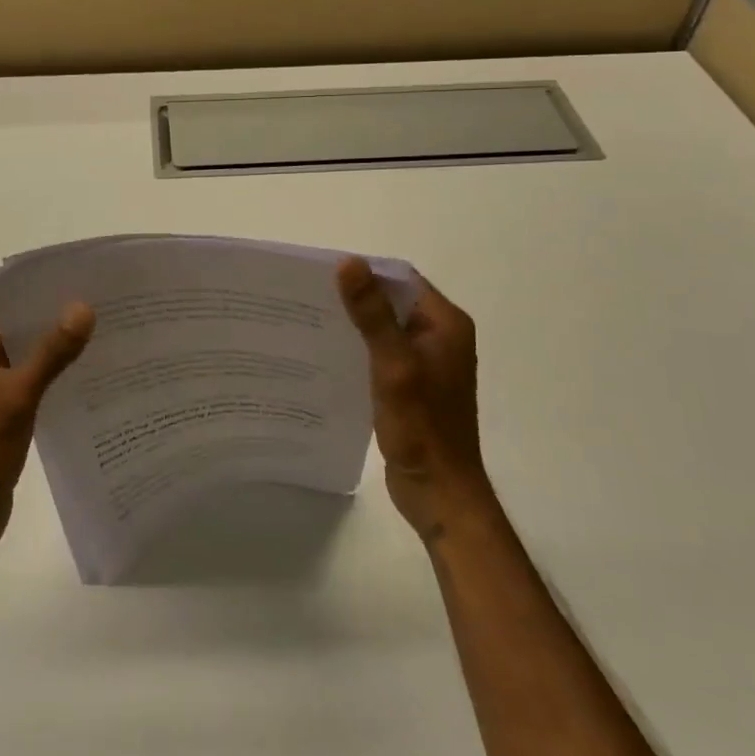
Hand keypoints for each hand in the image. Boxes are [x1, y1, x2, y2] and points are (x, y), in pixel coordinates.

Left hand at [0, 304, 95, 562]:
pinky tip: (87, 380)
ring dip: (57, 353)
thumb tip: (84, 306)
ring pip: (27, 360)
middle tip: (106, 311)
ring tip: (105, 339)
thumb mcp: (19, 395)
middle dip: (58, 324)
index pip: (11, 307)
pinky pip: (29, 386)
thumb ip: (52, 352)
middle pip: (21, 332)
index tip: (89, 286)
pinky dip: (53, 380)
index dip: (47, 296)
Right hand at [337, 257, 495, 542]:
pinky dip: (359, 349)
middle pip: (392, 301)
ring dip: (355, 324)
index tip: (323, 274)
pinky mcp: (412, 384)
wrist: (439, 493)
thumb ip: (372, 314)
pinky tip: (328, 355)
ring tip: (311, 321)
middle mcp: (440, 336)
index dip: (365, 273)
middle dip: (355, 298)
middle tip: (309, 297)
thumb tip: (349, 262)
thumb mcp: (394, 365)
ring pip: (385, 328)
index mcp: (445, 324)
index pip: (402, 279)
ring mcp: (426, 362)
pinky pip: (382, 353)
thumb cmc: (422, 428)